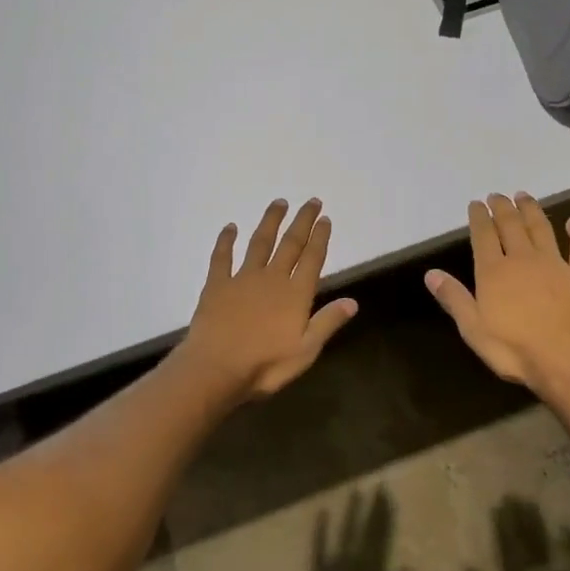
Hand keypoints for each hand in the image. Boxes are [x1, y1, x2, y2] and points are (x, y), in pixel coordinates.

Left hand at [178, 198, 357, 400]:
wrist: (215, 368)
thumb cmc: (265, 365)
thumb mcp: (306, 350)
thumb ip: (327, 322)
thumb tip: (353, 302)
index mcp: (295, 294)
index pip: (312, 259)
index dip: (320, 238)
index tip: (326, 219)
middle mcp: (271, 278)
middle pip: (290, 244)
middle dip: (302, 222)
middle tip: (312, 202)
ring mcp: (242, 279)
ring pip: (259, 243)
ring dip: (270, 222)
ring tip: (279, 203)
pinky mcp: (217, 285)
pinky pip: (222, 257)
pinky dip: (226, 241)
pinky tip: (230, 227)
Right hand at [425, 193, 569, 391]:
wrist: (567, 359)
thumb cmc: (513, 349)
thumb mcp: (473, 328)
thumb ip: (453, 298)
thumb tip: (431, 273)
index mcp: (494, 272)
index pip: (483, 236)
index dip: (479, 218)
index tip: (476, 203)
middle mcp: (523, 259)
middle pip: (511, 226)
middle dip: (503, 208)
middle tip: (497, 195)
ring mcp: (555, 264)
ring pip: (542, 229)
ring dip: (532, 211)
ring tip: (525, 196)